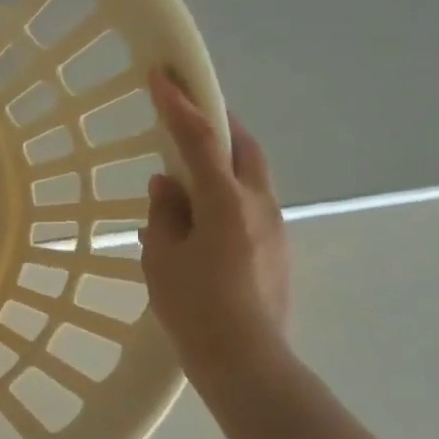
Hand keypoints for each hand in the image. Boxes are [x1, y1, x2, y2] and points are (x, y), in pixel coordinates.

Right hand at [139, 70, 290, 381]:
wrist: (247, 362)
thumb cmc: (195, 309)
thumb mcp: (162, 258)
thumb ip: (164, 214)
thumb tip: (168, 184)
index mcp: (225, 203)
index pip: (200, 139)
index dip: (178, 105)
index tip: (161, 75)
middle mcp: (258, 205)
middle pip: (242, 146)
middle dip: (216, 121)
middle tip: (188, 111)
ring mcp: (274, 227)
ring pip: (250, 174)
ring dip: (222, 159)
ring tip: (188, 170)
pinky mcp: (277, 248)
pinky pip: (249, 203)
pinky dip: (226, 191)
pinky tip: (201, 216)